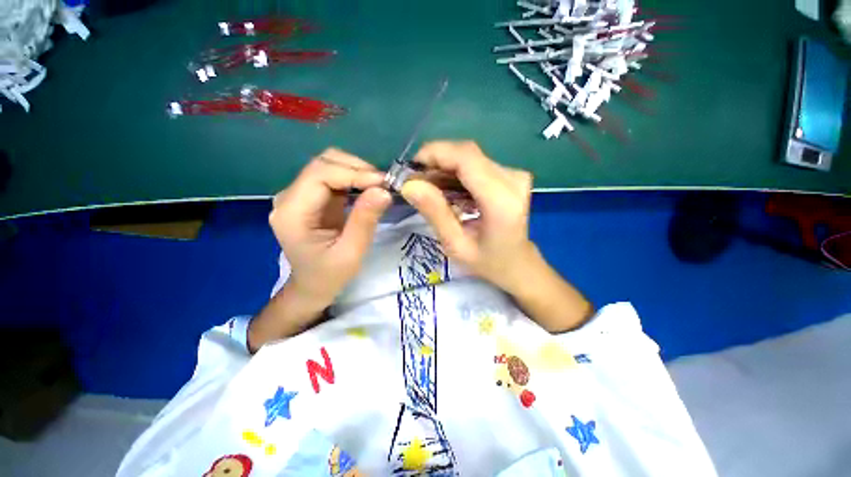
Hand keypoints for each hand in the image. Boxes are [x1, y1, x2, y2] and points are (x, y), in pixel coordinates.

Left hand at [269, 149, 391, 308]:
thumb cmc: (329, 275)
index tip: (384, 183)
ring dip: (357, 171)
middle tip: (384, 184)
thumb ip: (365, 221)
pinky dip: (354, 178)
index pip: (320, 175)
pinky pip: (333, 176)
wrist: (312, 285)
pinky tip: (369, 189)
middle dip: (357, 168)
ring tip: (380, 186)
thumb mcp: (351, 253)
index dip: (354, 173)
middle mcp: (289, 197)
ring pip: (329, 165)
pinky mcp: (311, 196)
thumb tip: (384, 190)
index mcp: (292, 213)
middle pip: (323, 163)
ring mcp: (299, 194)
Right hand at [400, 141, 535, 292]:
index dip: (435, 154)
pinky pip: (476, 164)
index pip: (466, 158)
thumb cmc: (487, 262)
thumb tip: (409, 184)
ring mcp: (514, 175)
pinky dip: (455, 173)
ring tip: (427, 188)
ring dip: (444, 168)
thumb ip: (435, 213)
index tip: (410, 169)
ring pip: (469, 157)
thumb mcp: (455, 245)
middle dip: (435, 161)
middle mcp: (513, 179)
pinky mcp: (510, 175)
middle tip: (415, 182)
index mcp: (501, 200)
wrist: (517, 263)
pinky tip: (445, 189)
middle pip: (467, 153)